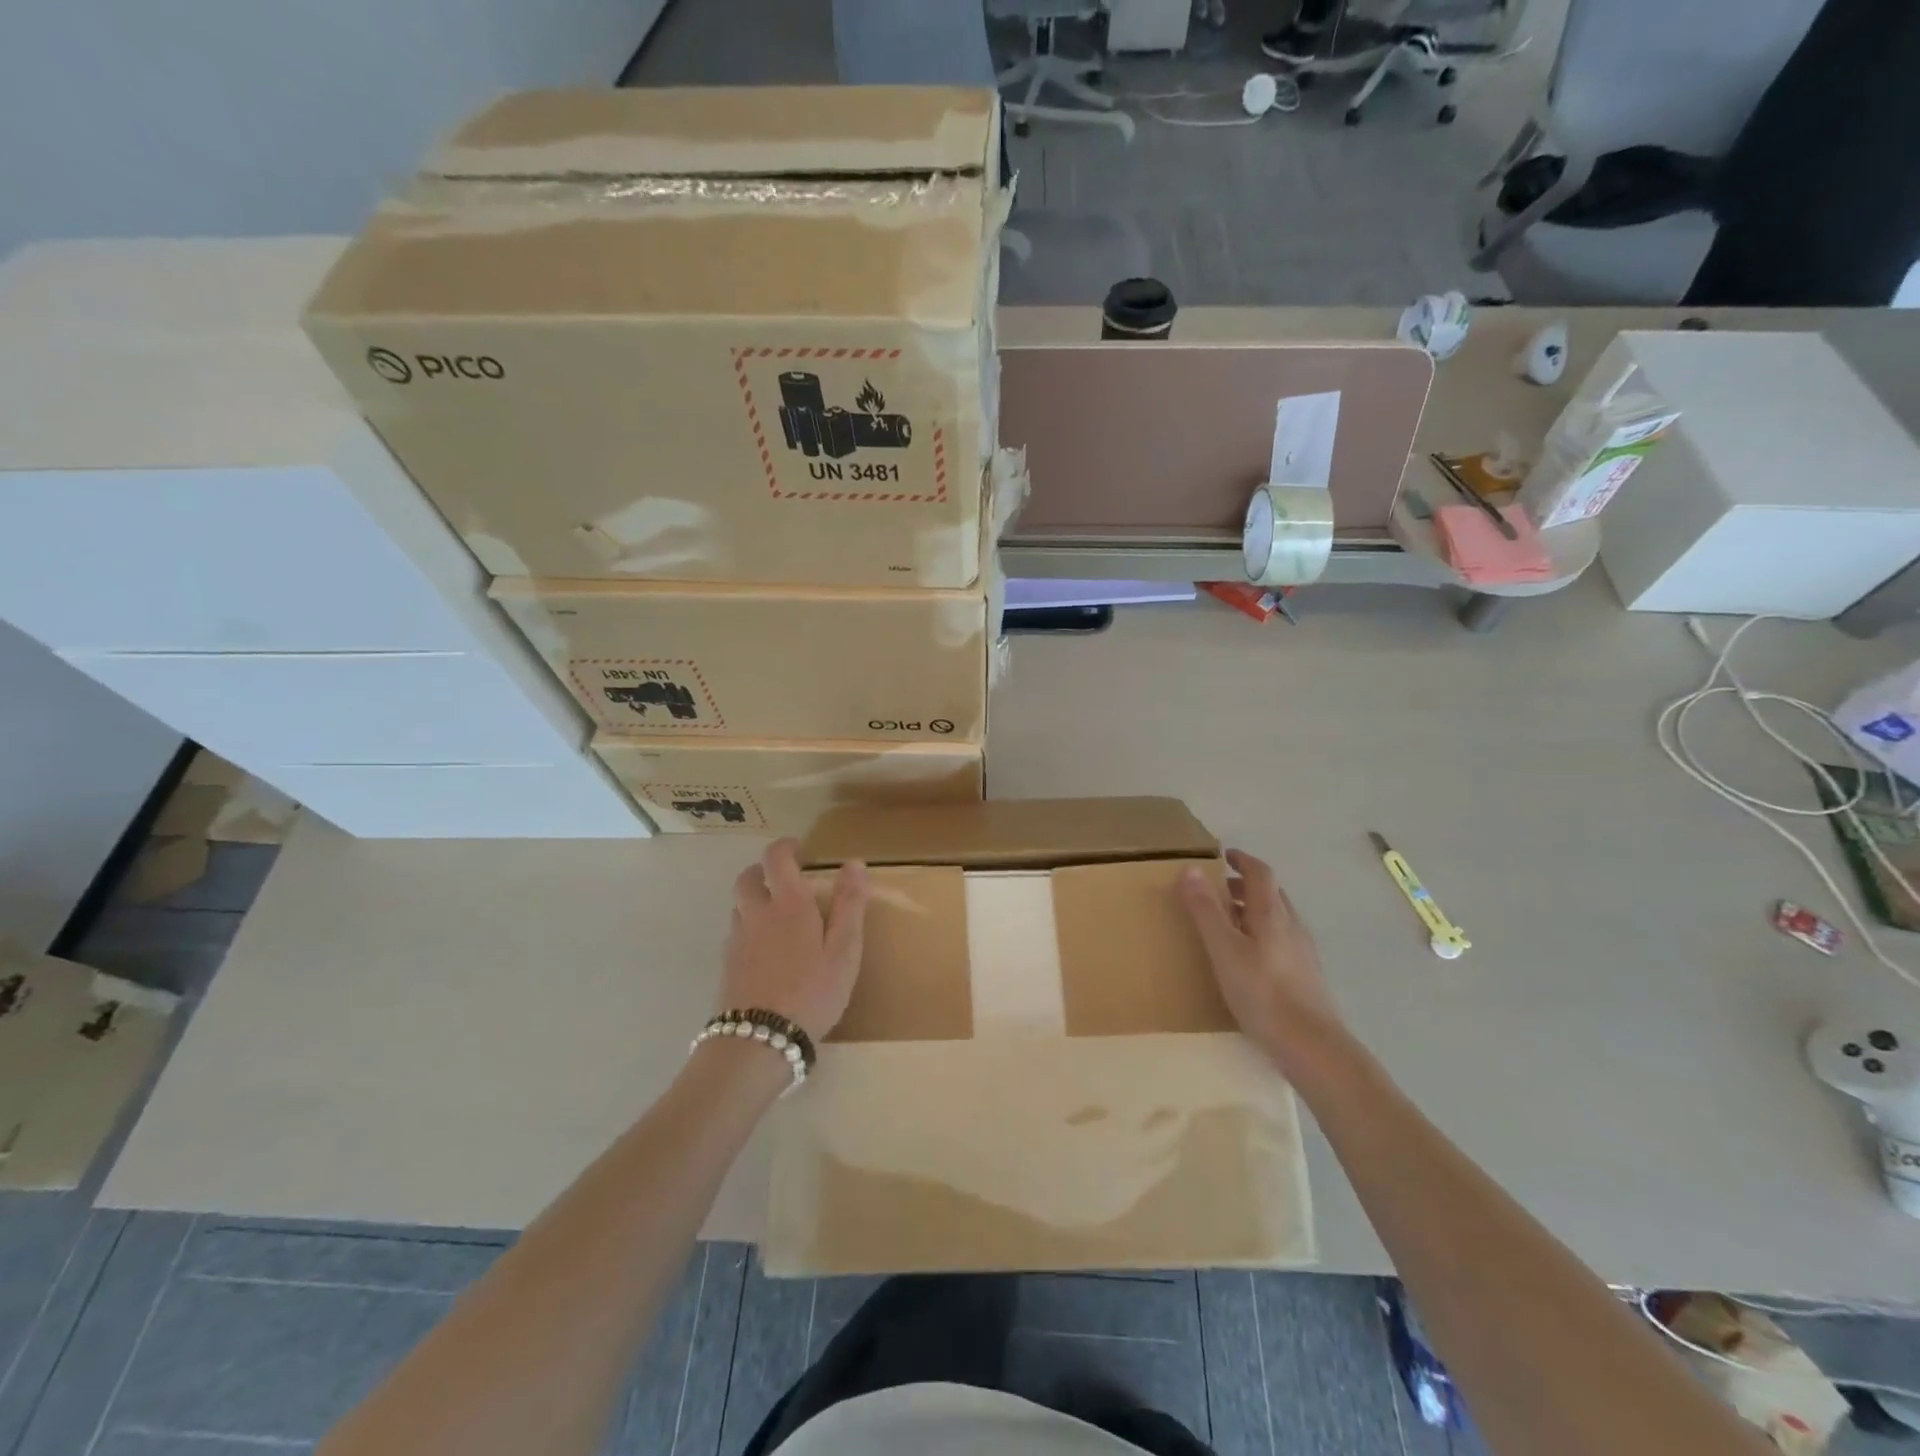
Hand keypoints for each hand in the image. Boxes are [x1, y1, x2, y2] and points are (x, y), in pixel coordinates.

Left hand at [720, 839, 869, 1044]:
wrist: (759, 1041)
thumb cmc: (812, 992)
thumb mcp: (844, 950)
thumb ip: (850, 904)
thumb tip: (854, 862)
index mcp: (788, 904)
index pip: (776, 858)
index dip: (786, 847)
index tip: (800, 849)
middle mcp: (756, 914)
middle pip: (748, 878)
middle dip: (764, 870)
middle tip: (785, 879)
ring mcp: (737, 941)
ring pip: (739, 906)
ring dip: (755, 899)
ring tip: (778, 915)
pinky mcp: (728, 967)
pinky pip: (736, 934)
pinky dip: (750, 928)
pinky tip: (767, 952)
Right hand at [1180, 849, 1344, 1075]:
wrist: (1313, 1047)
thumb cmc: (1263, 993)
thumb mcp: (1224, 950)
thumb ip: (1207, 910)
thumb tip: (1189, 869)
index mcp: (1272, 914)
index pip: (1260, 873)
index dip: (1242, 860)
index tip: (1223, 856)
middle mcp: (1292, 925)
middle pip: (1270, 893)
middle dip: (1244, 885)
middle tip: (1217, 890)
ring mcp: (1303, 951)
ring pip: (1277, 918)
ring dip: (1252, 910)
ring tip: (1227, 923)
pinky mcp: (1306, 975)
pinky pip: (1281, 940)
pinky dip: (1261, 934)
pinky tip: (1248, 958)